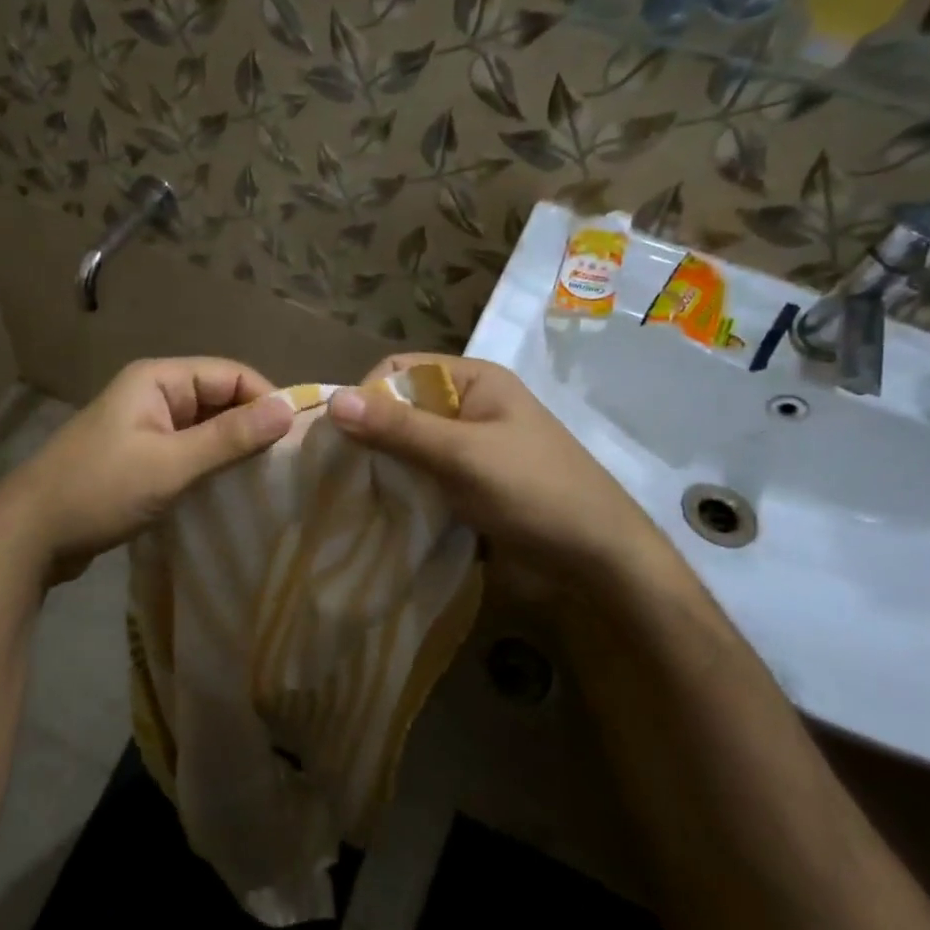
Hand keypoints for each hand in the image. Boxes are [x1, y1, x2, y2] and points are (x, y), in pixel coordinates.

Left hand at [0, 358, 294, 581]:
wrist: (30, 534)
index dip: (266, 400)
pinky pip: (187, 452)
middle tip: (288, 464)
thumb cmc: (100, 490)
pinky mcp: (140, 458)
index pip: (231, 374)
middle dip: (252, 426)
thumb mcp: (170, 464)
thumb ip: (229, 437)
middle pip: (219, 399)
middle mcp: (153, 395)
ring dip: (232, 450)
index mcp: (158, 380)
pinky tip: (232, 491)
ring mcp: (144, 427)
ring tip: (268, 480)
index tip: (297, 439)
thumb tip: (288, 410)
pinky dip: (209, 466)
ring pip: (204, 428)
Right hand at [327, 354, 668, 577]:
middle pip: (400, 407)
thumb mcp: (463, 455)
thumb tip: (332, 400)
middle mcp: (468, 406)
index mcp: (474, 380)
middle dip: (369, 435)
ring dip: (382, 466)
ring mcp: (467, 448)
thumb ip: (399, 428)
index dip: (367, 395)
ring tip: (353, 493)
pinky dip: (400, 488)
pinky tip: (379, 507)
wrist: (597, 559)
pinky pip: (420, 476)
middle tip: (340, 470)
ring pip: (406, 446)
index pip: (399, 370)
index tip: (342, 437)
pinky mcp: (466, 485)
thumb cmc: (534, 492)